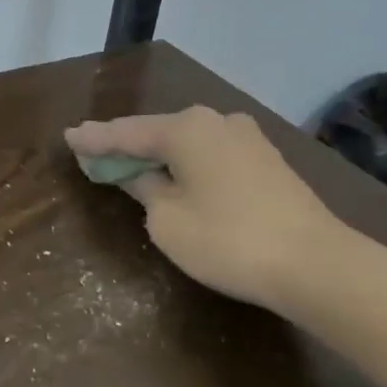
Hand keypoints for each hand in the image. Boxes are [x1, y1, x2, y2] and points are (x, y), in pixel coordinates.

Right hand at [64, 107, 359, 314]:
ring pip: (188, 141)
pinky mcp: (268, 160)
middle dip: (127, 143)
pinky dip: (188, 162)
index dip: (95, 139)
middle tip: (95, 149)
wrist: (318, 265)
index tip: (69, 137)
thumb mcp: (167, 220)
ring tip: (132, 161)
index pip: (126, 133)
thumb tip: (143, 175)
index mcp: (185, 128)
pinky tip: (177, 173)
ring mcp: (247, 138)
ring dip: (160, 152)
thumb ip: (146, 189)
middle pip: (158, 131)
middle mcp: (215, 121)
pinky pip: (212, 154)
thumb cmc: (228, 240)